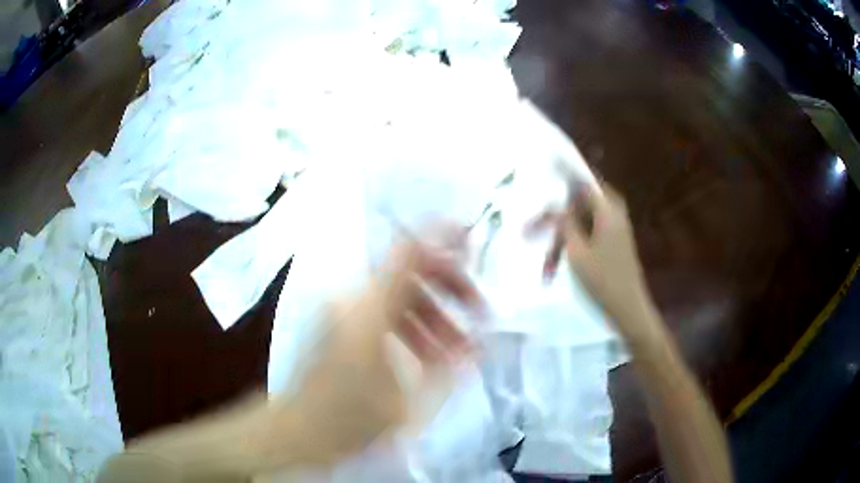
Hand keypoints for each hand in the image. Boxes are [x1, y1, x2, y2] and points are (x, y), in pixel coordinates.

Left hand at [252, 230, 484, 467]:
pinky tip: (426, 355)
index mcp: (369, 312)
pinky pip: (381, 311)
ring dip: (432, 314)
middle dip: (449, 289)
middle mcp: (353, 300)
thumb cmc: (349, 422)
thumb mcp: (408, 405)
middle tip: (479, 316)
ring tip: (455, 351)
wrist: (295, 430)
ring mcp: (343, 310)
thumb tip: (477, 345)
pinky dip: (409, 325)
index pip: (409, 253)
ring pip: (398, 295)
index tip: (473, 241)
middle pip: (410, 272)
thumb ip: (448, 370)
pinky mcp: (338, 322)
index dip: (443, 237)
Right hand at [527, 182, 659, 342]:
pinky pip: (585, 236)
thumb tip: (556, 203)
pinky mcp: (611, 243)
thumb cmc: (603, 281)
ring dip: (560, 243)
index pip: (582, 179)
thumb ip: (565, 223)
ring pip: (579, 224)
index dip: (562, 171)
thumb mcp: (577, 251)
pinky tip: (555, 269)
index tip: (544, 161)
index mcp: (607, 209)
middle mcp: (612, 212)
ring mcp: (613, 229)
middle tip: (528, 232)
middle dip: (553, 220)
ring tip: (545, 268)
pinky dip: (571, 249)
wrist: (628, 310)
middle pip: (576, 204)